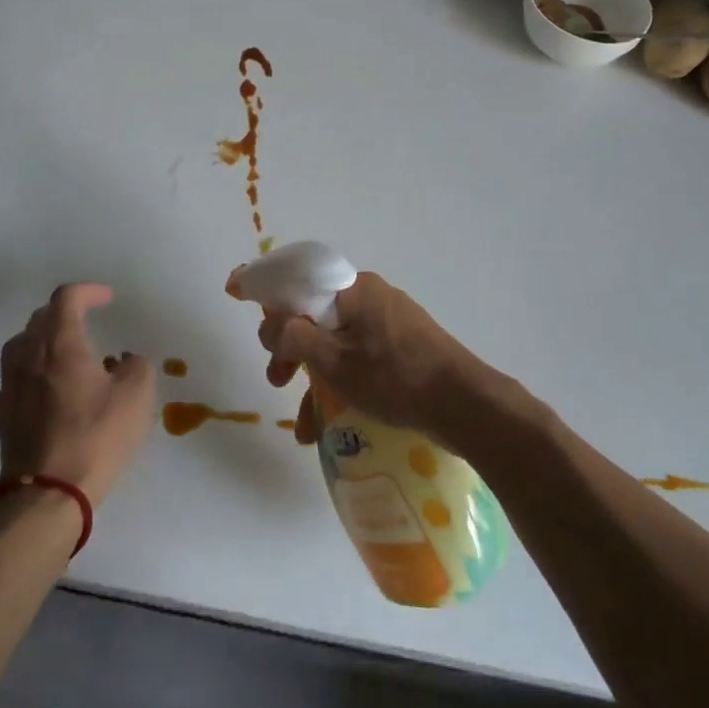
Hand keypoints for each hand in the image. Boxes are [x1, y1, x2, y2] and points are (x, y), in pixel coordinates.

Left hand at [0, 284, 154, 504]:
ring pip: (22, 344)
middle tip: (88, 321)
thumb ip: (136, 367)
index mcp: (61, 344)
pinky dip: (35, 369)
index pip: (66, 298)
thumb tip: (124, 361)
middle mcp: (29, 356)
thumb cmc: (95, 437)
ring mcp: (11, 385)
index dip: (88, 291)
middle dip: (65, 312)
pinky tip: (51, 388)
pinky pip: (17, 375)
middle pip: (40, 318)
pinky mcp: (3, 414)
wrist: (46, 494)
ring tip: (67, 352)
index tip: (108, 299)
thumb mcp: (136, 397)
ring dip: (45, 339)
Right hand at [260, 272, 491, 446]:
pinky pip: (360, 359)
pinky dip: (341, 384)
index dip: (270, 297)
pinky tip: (327, 426)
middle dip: (290, 349)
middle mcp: (370, 297)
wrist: (465, 405)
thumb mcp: (334, 361)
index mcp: (354, 289)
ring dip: (314, 377)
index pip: (300, 282)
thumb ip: (294, 337)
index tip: (243, 307)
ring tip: (302, 421)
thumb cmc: (394, 377)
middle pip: (316, 315)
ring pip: (337, 343)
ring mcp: (389, 323)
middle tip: (276, 379)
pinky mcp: (403, 348)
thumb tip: (272, 322)